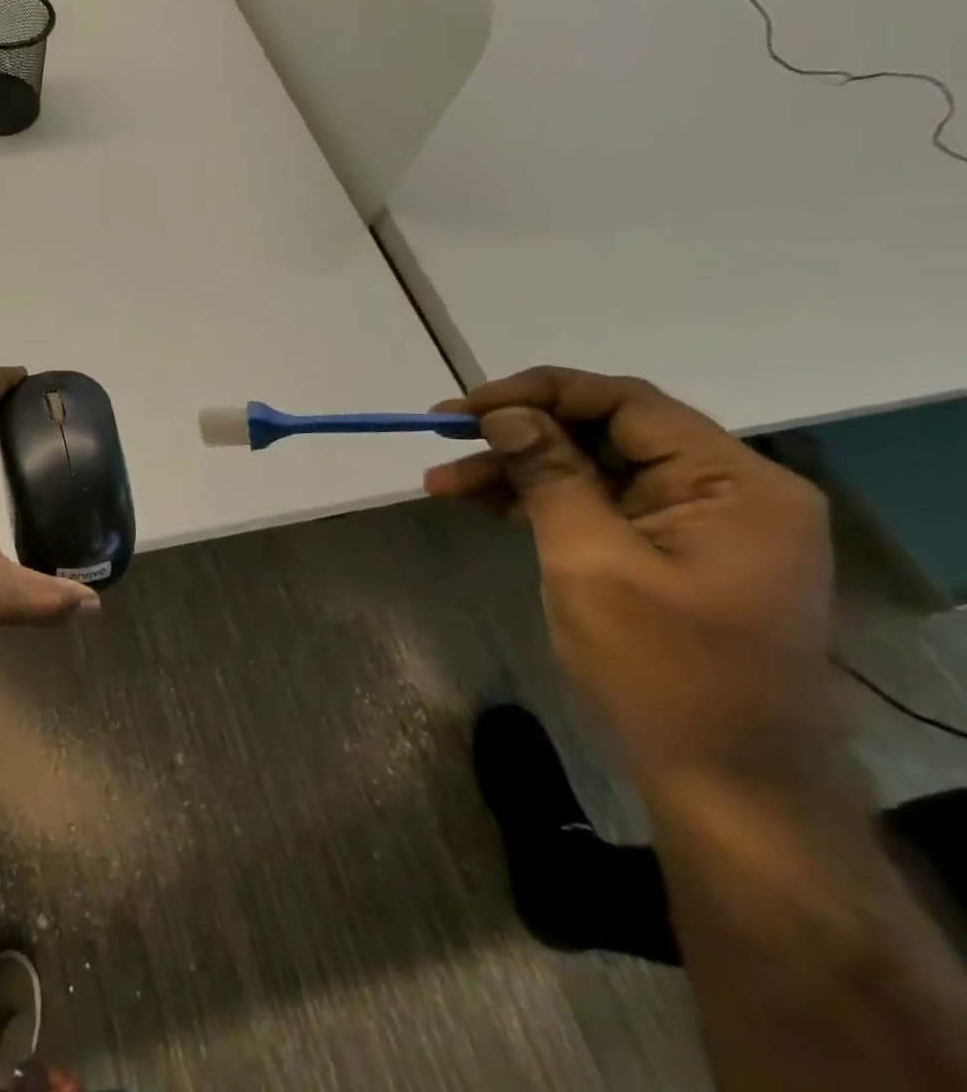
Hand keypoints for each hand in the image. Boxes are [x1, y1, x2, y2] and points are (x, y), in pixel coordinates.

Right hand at [425, 368, 836, 789]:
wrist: (722, 781)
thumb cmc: (661, 668)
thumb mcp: (590, 561)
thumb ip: (548, 475)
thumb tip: (505, 414)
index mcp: (732, 484)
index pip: (626, 404)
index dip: (539, 393)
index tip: (466, 407)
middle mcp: (724, 492)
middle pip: (605, 434)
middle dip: (519, 434)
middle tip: (442, 437)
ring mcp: (696, 526)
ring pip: (590, 470)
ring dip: (516, 471)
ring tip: (442, 481)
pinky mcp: (668, 554)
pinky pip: (595, 506)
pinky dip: (537, 502)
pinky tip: (480, 503)